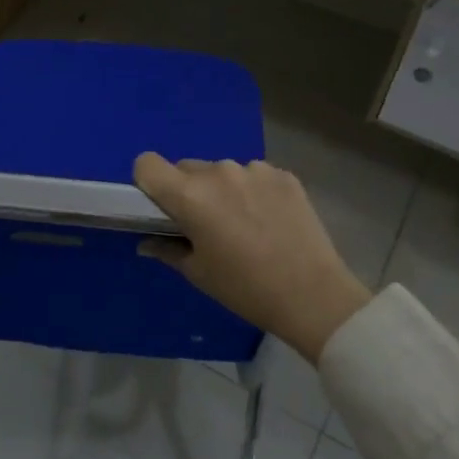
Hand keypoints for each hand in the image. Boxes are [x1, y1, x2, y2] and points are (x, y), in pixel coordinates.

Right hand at [133, 153, 370, 363]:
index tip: (161, 206)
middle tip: (205, 224)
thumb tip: (146, 241)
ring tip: (243, 224)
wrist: (313, 295)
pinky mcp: (283, 174)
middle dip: (188, 190)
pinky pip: (253, 175)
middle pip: (186, 168)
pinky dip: (253, 191)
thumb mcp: (199, 273)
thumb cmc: (245, 289)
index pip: (147, 164)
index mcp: (190, 196)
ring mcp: (254, 169)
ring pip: (222, 171)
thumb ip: (167, 249)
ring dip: (222, 190)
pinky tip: (269, 220)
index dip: (148, 182)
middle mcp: (218, 172)